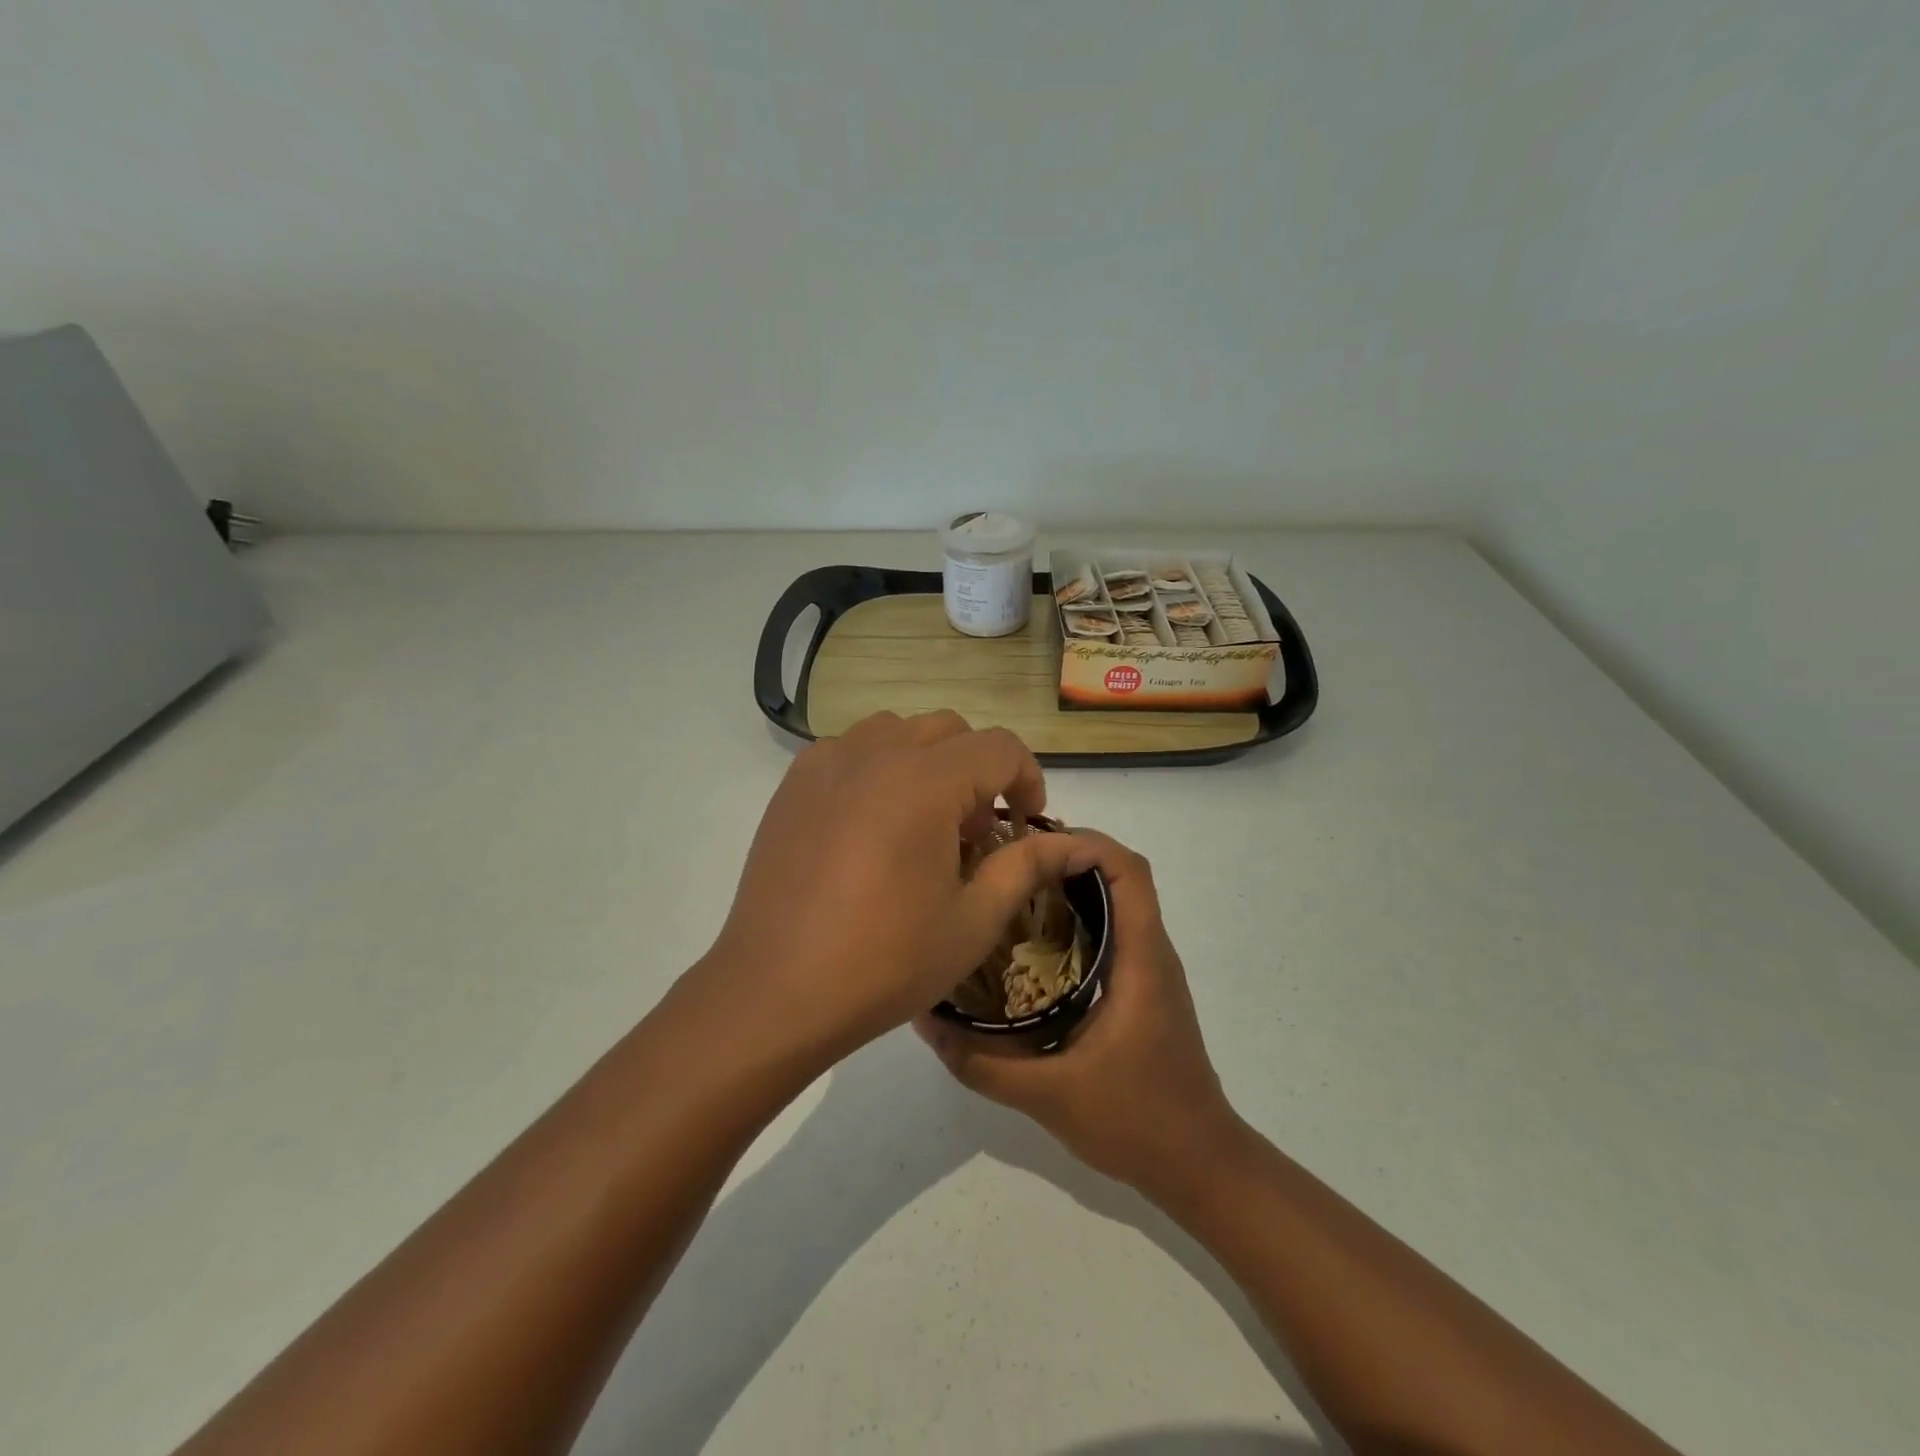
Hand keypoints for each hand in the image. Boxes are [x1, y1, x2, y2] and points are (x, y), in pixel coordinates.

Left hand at [701, 711, 1097, 1056]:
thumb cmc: (885, 962)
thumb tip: (1067, 843)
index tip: (1026, 823)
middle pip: (950, 730)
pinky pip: (851, 750)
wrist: (775, 992)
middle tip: (975, 831)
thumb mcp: (973, 921)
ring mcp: (826, 764)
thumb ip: (1025, 867)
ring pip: (898, 731)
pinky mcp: (793, 785)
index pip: (999, 747)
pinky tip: (872, 824)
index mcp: (924, 782)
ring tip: (923, 822)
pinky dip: (879, 768)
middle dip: (979, 770)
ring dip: (928, 762)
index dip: (1027, 779)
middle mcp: (874, 754)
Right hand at [916, 830, 1241, 1196]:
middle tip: (1007, 865)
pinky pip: (1114, 932)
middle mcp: (1151, 952)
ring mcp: (1150, 970)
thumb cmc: (1136, 1121)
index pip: (1130, 871)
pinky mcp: (1143, 989)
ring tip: (1012, 895)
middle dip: (1067, 858)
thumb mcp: (1046, 1095)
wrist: (1199, 1166)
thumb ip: (982, 1062)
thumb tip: (927, 1020)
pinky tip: (1033, 947)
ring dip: (1072, 887)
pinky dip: (1078, 919)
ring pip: (1118, 902)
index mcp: (1141, 959)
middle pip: (1121, 876)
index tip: (1032, 844)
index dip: (1088, 843)